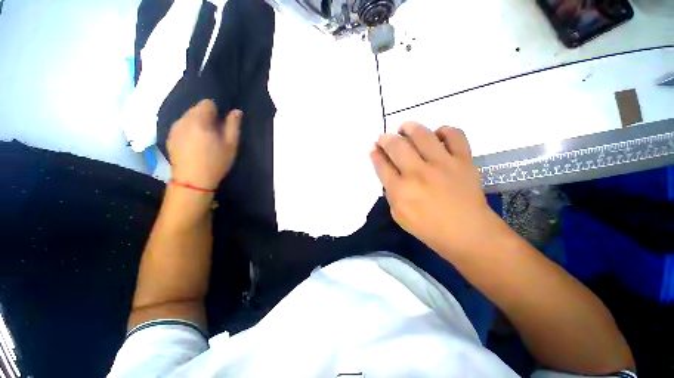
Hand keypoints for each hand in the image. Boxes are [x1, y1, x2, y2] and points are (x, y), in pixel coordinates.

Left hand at [167, 100, 241, 189]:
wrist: (192, 181)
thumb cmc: (215, 162)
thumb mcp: (230, 144)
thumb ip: (233, 125)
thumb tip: (236, 111)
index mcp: (200, 120)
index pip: (207, 103)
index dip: (217, 111)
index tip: (222, 125)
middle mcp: (184, 120)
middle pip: (196, 109)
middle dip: (207, 117)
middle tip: (215, 134)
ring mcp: (174, 128)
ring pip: (188, 117)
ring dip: (198, 123)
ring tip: (205, 140)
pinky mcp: (169, 137)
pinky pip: (181, 126)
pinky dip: (189, 130)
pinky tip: (194, 144)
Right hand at [370, 122, 497, 255]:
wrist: (467, 233)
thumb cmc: (428, 228)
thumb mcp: (399, 215)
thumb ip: (391, 193)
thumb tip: (389, 173)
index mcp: (400, 190)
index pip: (382, 165)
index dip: (375, 154)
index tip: (373, 148)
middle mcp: (418, 173)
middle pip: (396, 146)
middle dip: (385, 139)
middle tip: (384, 138)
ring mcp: (442, 164)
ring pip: (422, 135)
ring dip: (409, 127)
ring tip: (405, 128)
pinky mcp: (463, 161)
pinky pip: (454, 135)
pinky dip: (444, 131)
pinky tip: (437, 135)